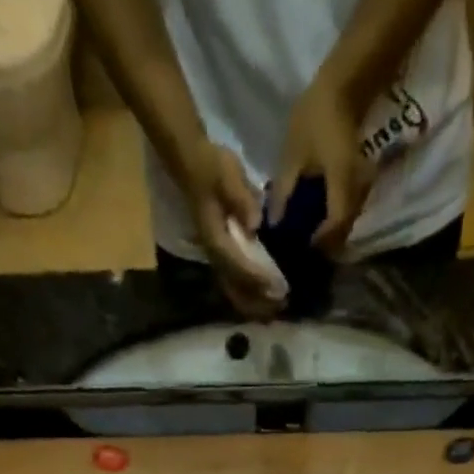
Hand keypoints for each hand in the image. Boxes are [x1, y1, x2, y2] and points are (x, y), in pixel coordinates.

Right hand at [180, 140, 283, 321]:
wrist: (191, 164)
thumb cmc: (211, 167)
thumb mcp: (227, 174)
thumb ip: (240, 198)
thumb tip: (255, 223)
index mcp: (216, 238)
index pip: (239, 265)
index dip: (259, 279)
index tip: (279, 288)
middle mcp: (214, 254)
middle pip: (236, 288)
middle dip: (258, 299)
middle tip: (282, 304)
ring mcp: (216, 257)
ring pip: (234, 290)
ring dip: (254, 303)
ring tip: (276, 308)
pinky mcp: (220, 256)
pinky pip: (233, 284)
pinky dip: (249, 295)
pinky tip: (263, 300)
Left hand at [272, 74, 375, 256]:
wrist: (344, 86)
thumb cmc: (316, 116)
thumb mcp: (293, 154)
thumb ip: (283, 191)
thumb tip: (273, 224)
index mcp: (341, 184)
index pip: (335, 225)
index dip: (319, 242)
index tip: (301, 248)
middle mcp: (356, 190)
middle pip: (343, 230)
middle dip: (325, 245)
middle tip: (301, 251)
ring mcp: (360, 186)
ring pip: (346, 222)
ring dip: (329, 234)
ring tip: (305, 239)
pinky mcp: (357, 182)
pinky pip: (345, 209)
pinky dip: (331, 219)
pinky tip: (314, 220)